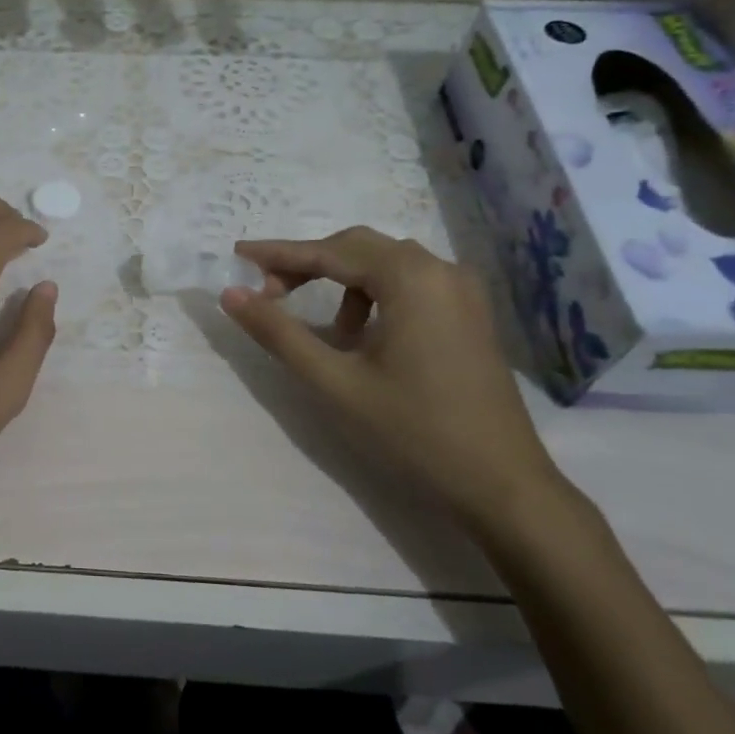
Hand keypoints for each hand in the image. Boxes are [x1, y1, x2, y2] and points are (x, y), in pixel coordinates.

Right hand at [221, 225, 565, 530]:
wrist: (503, 486)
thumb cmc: (413, 432)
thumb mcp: (334, 382)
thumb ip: (279, 333)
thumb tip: (231, 295)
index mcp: (410, 278)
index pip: (329, 252)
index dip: (278, 254)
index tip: (237, 256)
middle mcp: (441, 270)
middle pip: (358, 248)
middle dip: (308, 264)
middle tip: (268, 292)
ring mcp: (462, 291)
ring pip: (385, 263)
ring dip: (342, 280)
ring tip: (325, 330)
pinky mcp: (470, 314)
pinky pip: (411, 283)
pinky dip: (374, 294)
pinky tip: (364, 337)